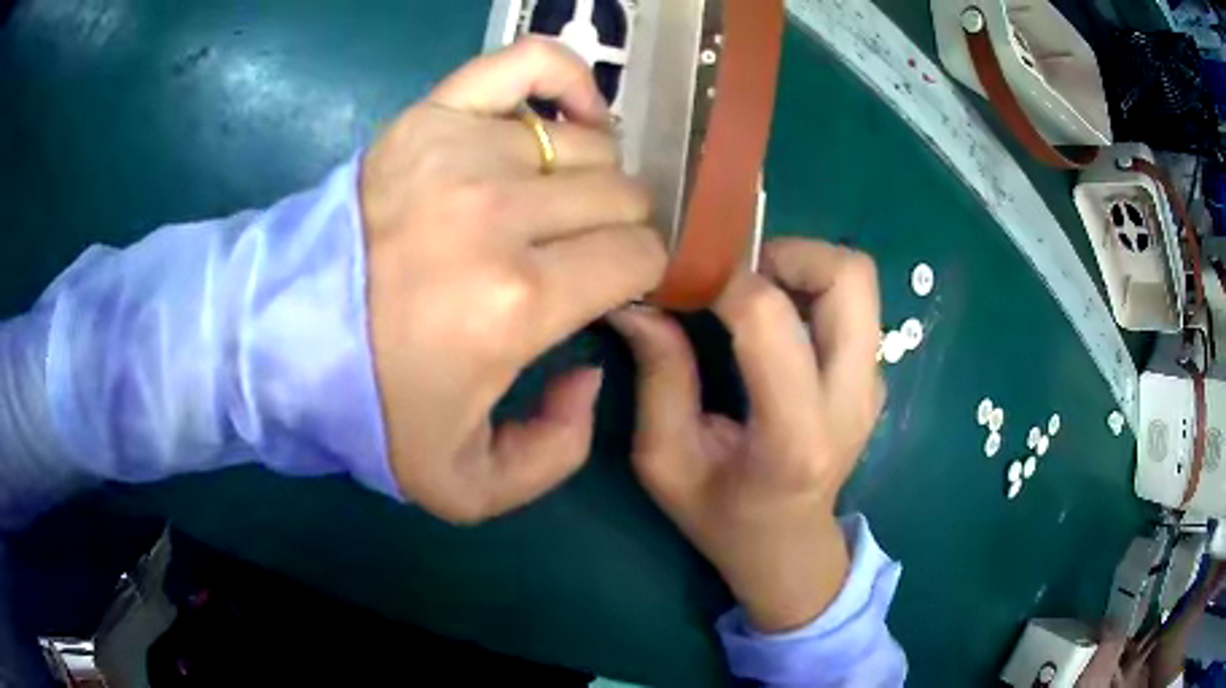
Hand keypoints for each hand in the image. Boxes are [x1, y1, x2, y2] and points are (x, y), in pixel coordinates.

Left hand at [361, 39, 666, 523]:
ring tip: (557, 205)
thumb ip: (559, 451)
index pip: (640, 257)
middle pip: (623, 195)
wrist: (276, 336)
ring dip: (590, 178)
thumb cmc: (368, 408)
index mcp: (518, 301)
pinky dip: (565, 78)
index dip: (638, 279)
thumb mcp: (467, 485)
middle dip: (619, 231)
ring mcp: (463, 150)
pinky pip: (528, 63)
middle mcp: (500, 212)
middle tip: (580, 256)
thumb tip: (591, 367)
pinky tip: (567, 115)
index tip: (607, 295)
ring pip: (589, 143)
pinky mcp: (430, 116)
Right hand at [609, 239, 884, 632]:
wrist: (790, 547)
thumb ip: (658, 377)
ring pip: (857, 279)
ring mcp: (872, 385)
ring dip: (800, 265)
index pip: (771, 318)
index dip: (722, 280)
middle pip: (848, 276)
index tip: (685, 277)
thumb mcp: (666, 460)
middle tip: (734, 273)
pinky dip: (810, 289)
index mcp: (795, 436)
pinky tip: (774, 321)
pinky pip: (852, 303)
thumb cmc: (721, 517)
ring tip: (752, 291)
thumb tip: (638, 302)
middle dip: (785, 252)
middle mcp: (851, 400)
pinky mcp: (874, 376)